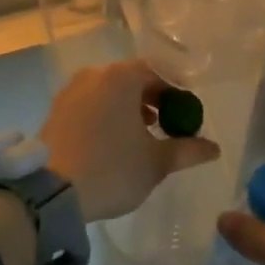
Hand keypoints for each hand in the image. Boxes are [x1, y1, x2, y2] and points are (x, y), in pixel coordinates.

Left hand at [42, 60, 220, 223]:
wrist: (51, 191)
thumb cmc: (111, 168)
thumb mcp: (155, 162)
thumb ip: (187, 150)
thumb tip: (213, 148)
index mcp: (121, 77)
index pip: (157, 72)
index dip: (176, 91)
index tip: (187, 112)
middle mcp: (95, 74)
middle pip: (132, 79)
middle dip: (153, 99)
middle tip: (168, 125)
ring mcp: (72, 90)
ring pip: (110, 91)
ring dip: (130, 107)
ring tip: (143, 135)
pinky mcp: (57, 109)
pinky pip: (91, 102)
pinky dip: (107, 114)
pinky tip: (115, 140)